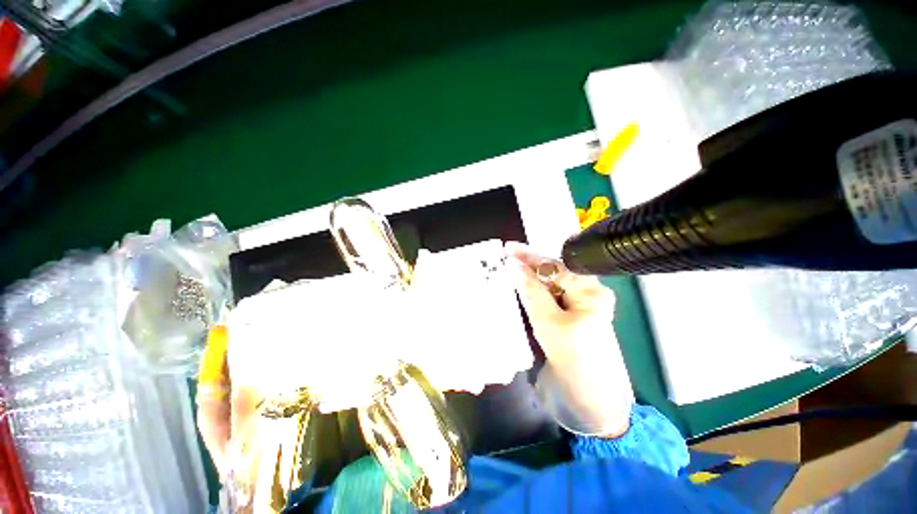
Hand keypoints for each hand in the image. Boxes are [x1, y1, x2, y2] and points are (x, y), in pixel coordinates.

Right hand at [505, 242, 632, 436]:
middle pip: (553, 272)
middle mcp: (588, 292)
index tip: (507, 248)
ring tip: (509, 269)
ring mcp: (580, 305)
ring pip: (550, 285)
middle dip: (529, 265)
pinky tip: (521, 288)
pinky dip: (534, 293)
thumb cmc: (574, 359)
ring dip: (530, 278)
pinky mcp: (571, 316)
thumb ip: (530, 290)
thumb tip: (513, 265)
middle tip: (505, 257)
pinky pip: (550, 298)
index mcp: (590, 290)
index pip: (554, 265)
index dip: (529, 256)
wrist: (591, 400)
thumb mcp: (548, 321)